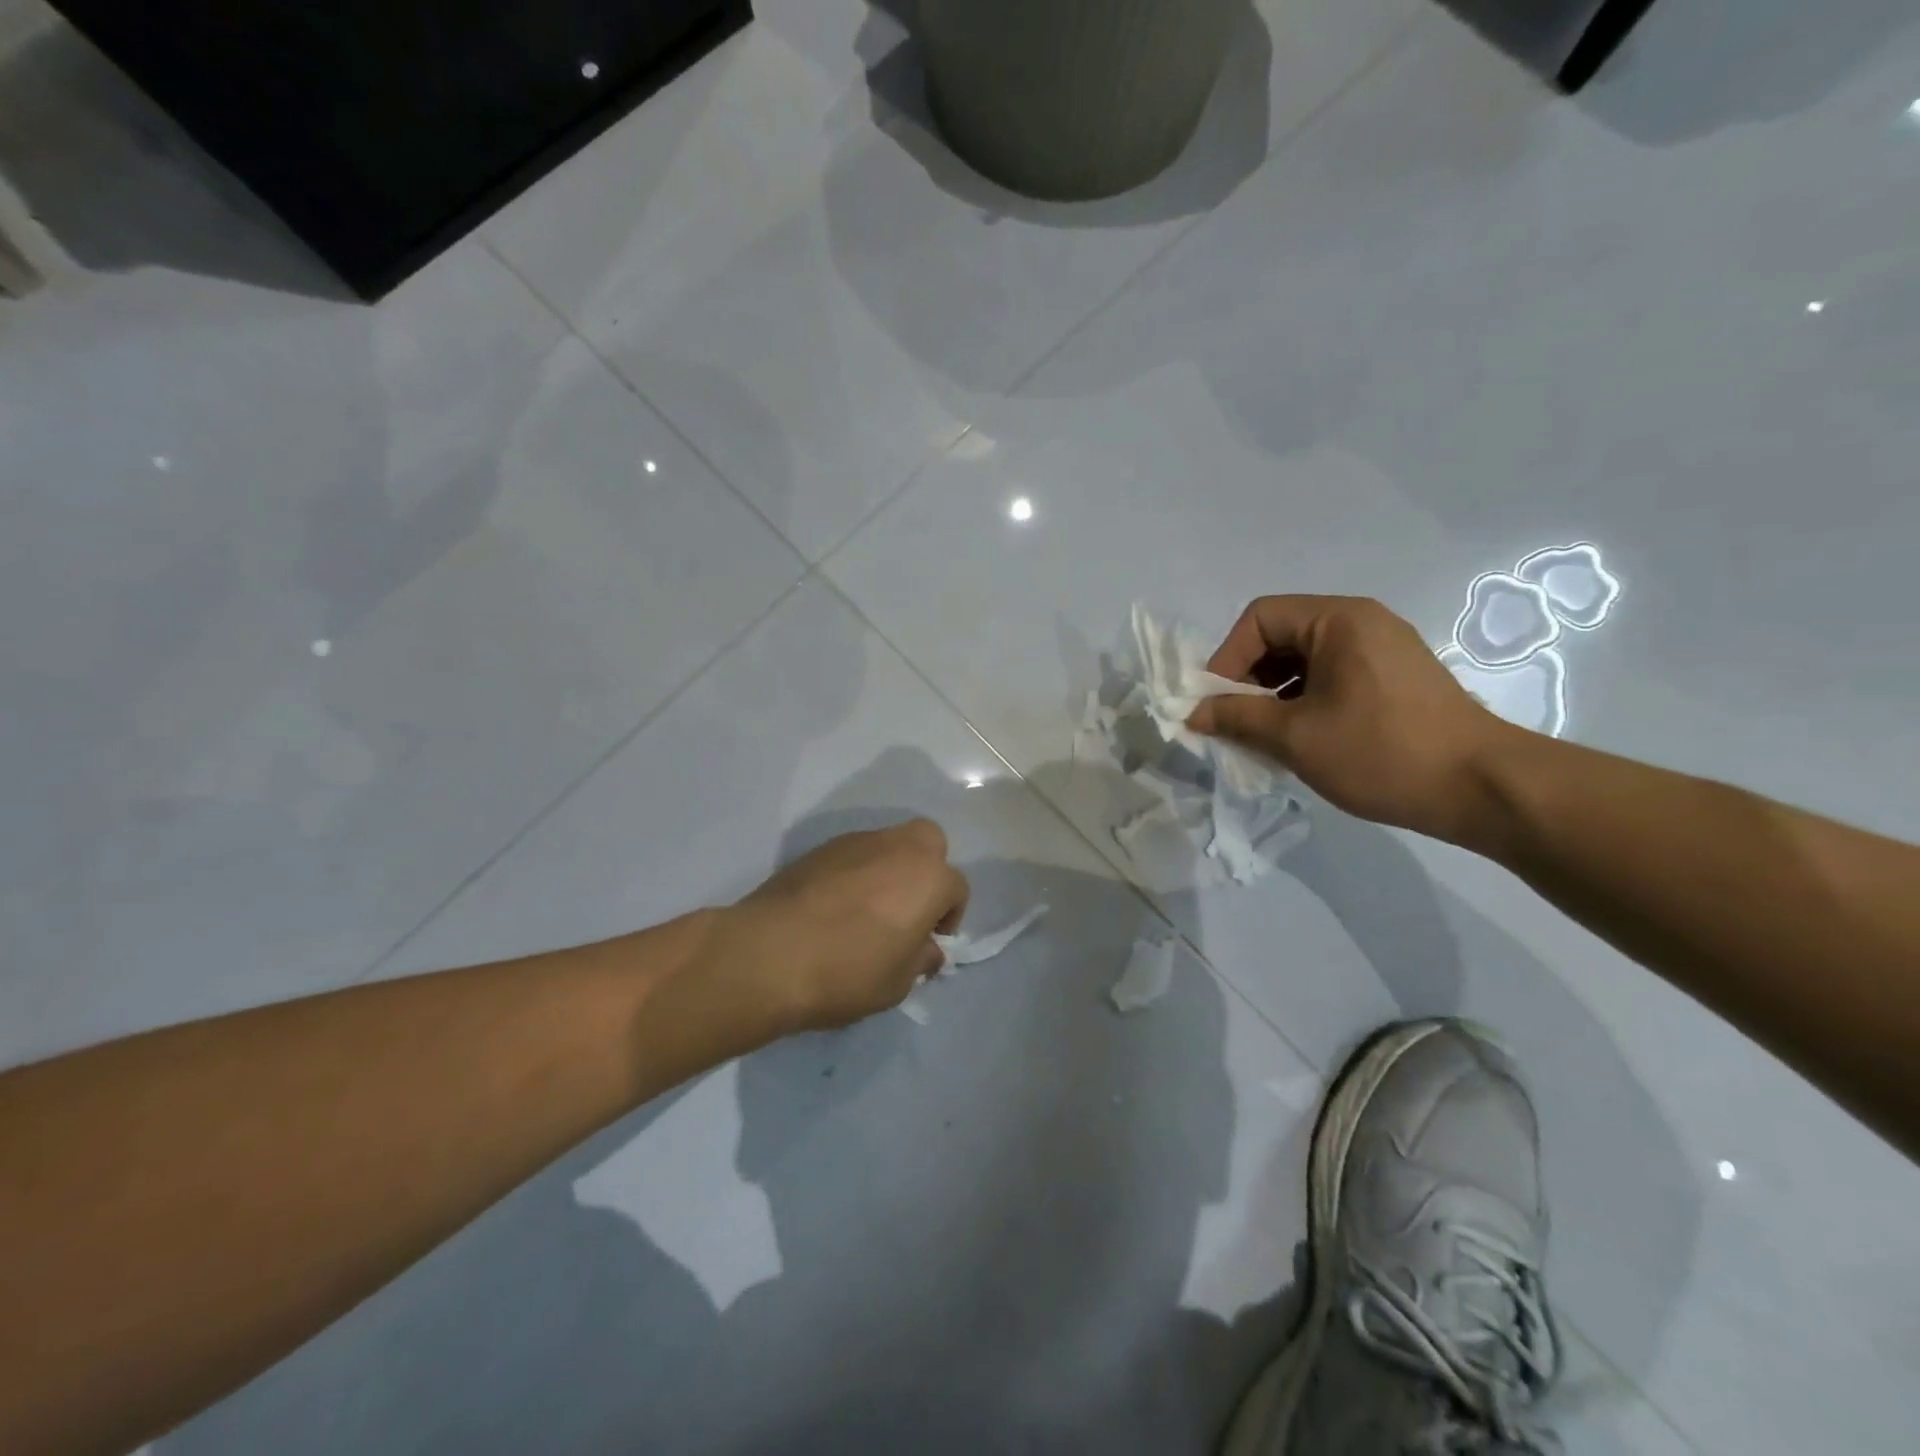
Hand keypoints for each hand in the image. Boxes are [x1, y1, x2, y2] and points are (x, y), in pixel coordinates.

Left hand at [715, 819, 969, 1033]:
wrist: (769, 954)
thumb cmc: (847, 972)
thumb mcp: (897, 983)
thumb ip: (920, 960)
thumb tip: (927, 949)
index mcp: (929, 878)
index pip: (956, 889)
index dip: (949, 917)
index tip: (929, 942)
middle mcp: (899, 848)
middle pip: (928, 843)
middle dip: (927, 869)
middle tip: (909, 907)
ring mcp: (857, 842)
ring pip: (888, 844)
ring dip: (889, 869)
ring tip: (868, 909)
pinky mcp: (820, 848)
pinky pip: (853, 854)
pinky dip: (855, 871)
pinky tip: (836, 905)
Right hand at [1187, 595, 1508, 840]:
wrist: (1481, 788)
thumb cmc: (1380, 752)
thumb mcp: (1295, 737)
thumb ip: (1236, 717)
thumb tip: (1193, 713)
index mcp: (1338, 620)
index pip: (1259, 618)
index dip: (1227, 658)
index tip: (1216, 704)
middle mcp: (1361, 622)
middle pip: (1281, 636)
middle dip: (1248, 678)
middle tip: (1234, 721)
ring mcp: (1382, 649)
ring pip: (1304, 660)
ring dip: (1273, 693)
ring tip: (1263, 735)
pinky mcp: (1394, 678)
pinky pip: (1331, 676)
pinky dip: (1303, 700)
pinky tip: (1299, 738)